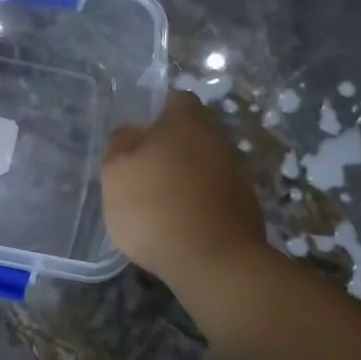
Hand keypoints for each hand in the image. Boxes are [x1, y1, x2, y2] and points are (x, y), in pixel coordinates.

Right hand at [102, 91, 266, 285]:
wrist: (213, 261)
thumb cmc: (155, 207)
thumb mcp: (116, 173)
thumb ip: (119, 145)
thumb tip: (132, 131)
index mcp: (186, 122)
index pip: (175, 99)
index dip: (155, 111)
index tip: (137, 134)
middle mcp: (217, 139)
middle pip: (192, 131)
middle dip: (169, 146)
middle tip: (141, 169)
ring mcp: (236, 173)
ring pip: (203, 163)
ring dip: (184, 176)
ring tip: (157, 202)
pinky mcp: (244, 205)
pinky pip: (213, 193)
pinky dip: (197, 202)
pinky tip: (178, 224)